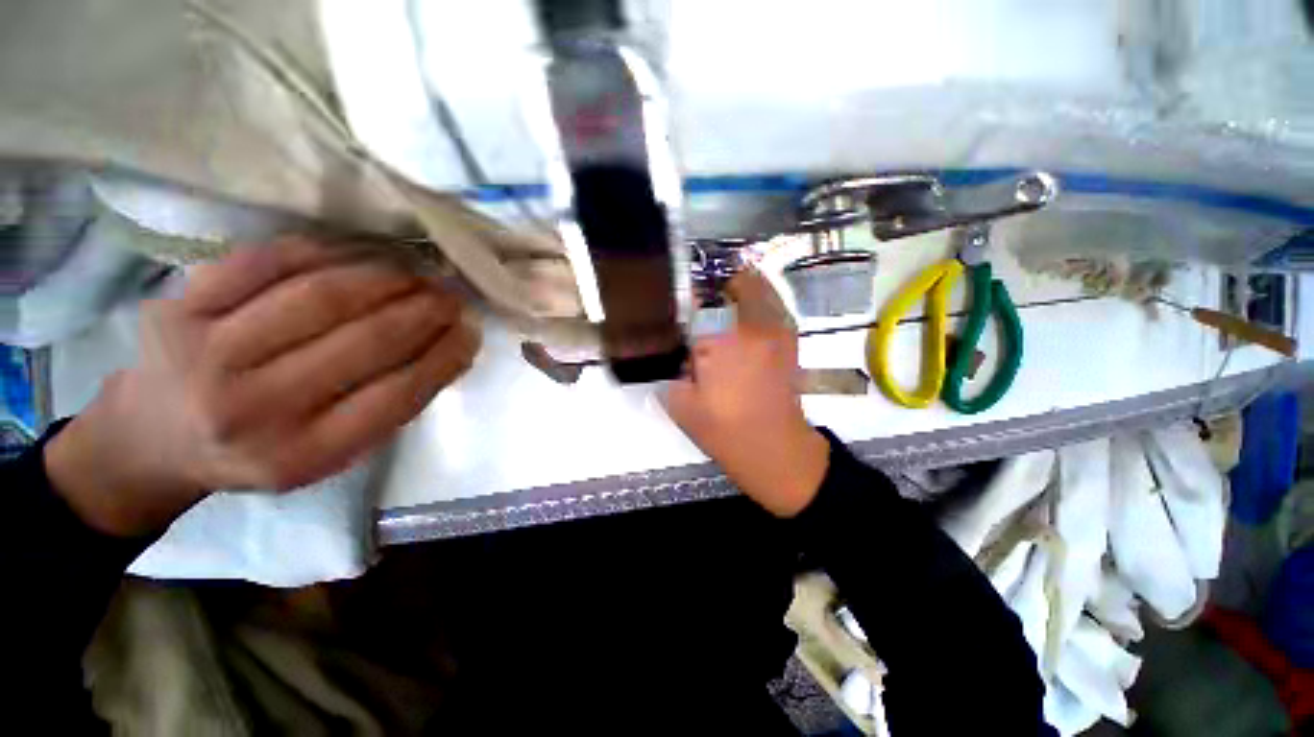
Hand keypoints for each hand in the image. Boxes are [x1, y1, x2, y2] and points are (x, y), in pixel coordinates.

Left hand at [44, 237, 480, 535]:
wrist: (152, 439)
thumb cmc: (256, 451)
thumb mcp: (330, 454)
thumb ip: (389, 407)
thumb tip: (449, 350)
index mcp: (299, 455)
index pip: (397, 395)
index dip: (444, 356)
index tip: (471, 331)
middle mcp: (251, 409)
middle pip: (364, 342)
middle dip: (425, 312)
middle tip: (453, 296)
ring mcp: (206, 353)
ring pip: (321, 297)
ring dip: (386, 279)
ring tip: (417, 275)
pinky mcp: (178, 306)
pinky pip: (265, 263)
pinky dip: (324, 252)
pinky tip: (358, 256)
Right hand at [663, 269, 829, 516]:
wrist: (775, 450)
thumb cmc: (724, 431)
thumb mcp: (681, 403)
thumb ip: (672, 368)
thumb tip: (678, 345)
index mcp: (720, 339)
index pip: (700, 299)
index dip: (688, 299)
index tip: (682, 308)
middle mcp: (751, 324)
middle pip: (734, 281)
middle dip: (715, 289)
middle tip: (702, 308)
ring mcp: (776, 328)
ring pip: (758, 286)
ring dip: (738, 289)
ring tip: (723, 307)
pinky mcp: (789, 338)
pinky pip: (774, 303)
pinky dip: (759, 299)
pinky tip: (744, 319)